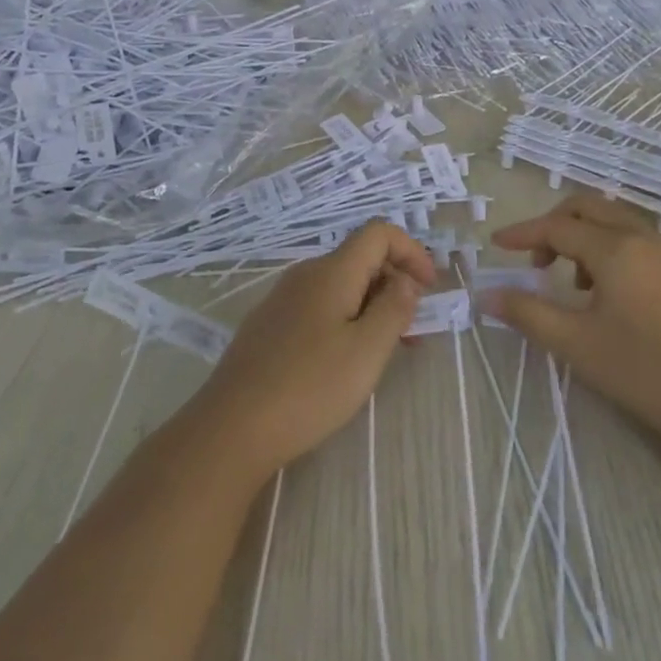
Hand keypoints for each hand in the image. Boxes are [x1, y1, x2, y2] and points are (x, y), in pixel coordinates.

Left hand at [193, 221, 434, 482]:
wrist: (231, 427)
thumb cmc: (308, 387)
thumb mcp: (366, 351)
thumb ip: (394, 309)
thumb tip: (406, 281)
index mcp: (331, 271)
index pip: (378, 233)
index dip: (411, 252)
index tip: (429, 290)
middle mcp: (305, 274)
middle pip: (360, 258)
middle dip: (394, 284)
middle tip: (412, 331)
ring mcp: (282, 299)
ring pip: (340, 286)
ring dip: (371, 306)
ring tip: (385, 351)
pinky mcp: (270, 326)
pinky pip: (319, 306)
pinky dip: (345, 319)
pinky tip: (344, 361)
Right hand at [483, 192, 660, 454]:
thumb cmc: (644, 371)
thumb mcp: (576, 344)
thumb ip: (527, 313)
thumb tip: (487, 295)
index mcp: (614, 249)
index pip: (556, 227)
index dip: (522, 234)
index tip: (495, 245)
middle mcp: (640, 237)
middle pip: (586, 208)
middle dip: (553, 225)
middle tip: (536, 260)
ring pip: (611, 221)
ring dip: (581, 236)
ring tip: (569, 282)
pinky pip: (632, 238)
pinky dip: (606, 247)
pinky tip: (603, 291)